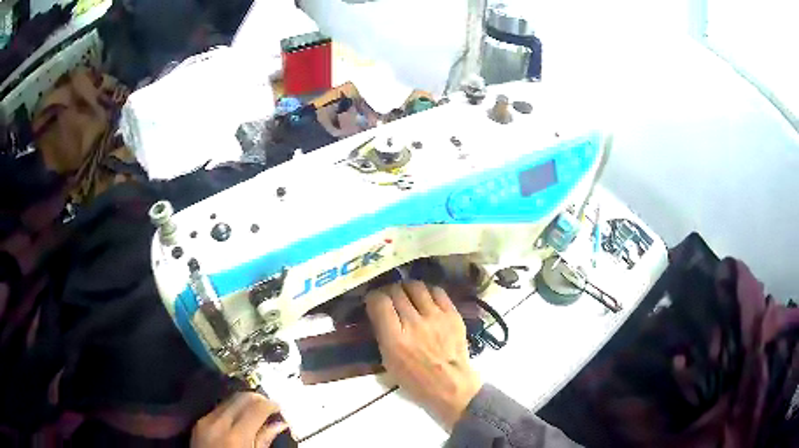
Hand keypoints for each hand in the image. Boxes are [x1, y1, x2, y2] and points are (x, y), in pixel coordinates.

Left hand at [191, 392, 289, 447]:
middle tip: (269, 406)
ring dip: (243, 402)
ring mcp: (205, 421)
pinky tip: (238, 417)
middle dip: (257, 399)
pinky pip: (218, 408)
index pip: (256, 408)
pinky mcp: (198, 422)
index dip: (270, 405)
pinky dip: (231, 408)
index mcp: (236, 436)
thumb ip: (264, 440)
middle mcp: (219, 423)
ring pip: (228, 400)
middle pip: (241, 398)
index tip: (278, 407)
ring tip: (254, 411)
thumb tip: (279, 424)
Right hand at [365, 281, 481, 429]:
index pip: (379, 302)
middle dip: (388, 291)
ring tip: (406, 294)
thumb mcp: (388, 361)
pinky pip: (437, 291)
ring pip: (416, 286)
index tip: (373, 301)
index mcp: (395, 339)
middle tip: (389, 297)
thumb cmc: (415, 380)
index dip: (373, 297)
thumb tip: (378, 312)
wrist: (451, 385)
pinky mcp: (452, 314)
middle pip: (396, 291)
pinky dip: (427, 291)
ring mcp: (436, 317)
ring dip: (407, 288)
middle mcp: (414, 323)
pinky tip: (425, 298)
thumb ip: (382, 334)